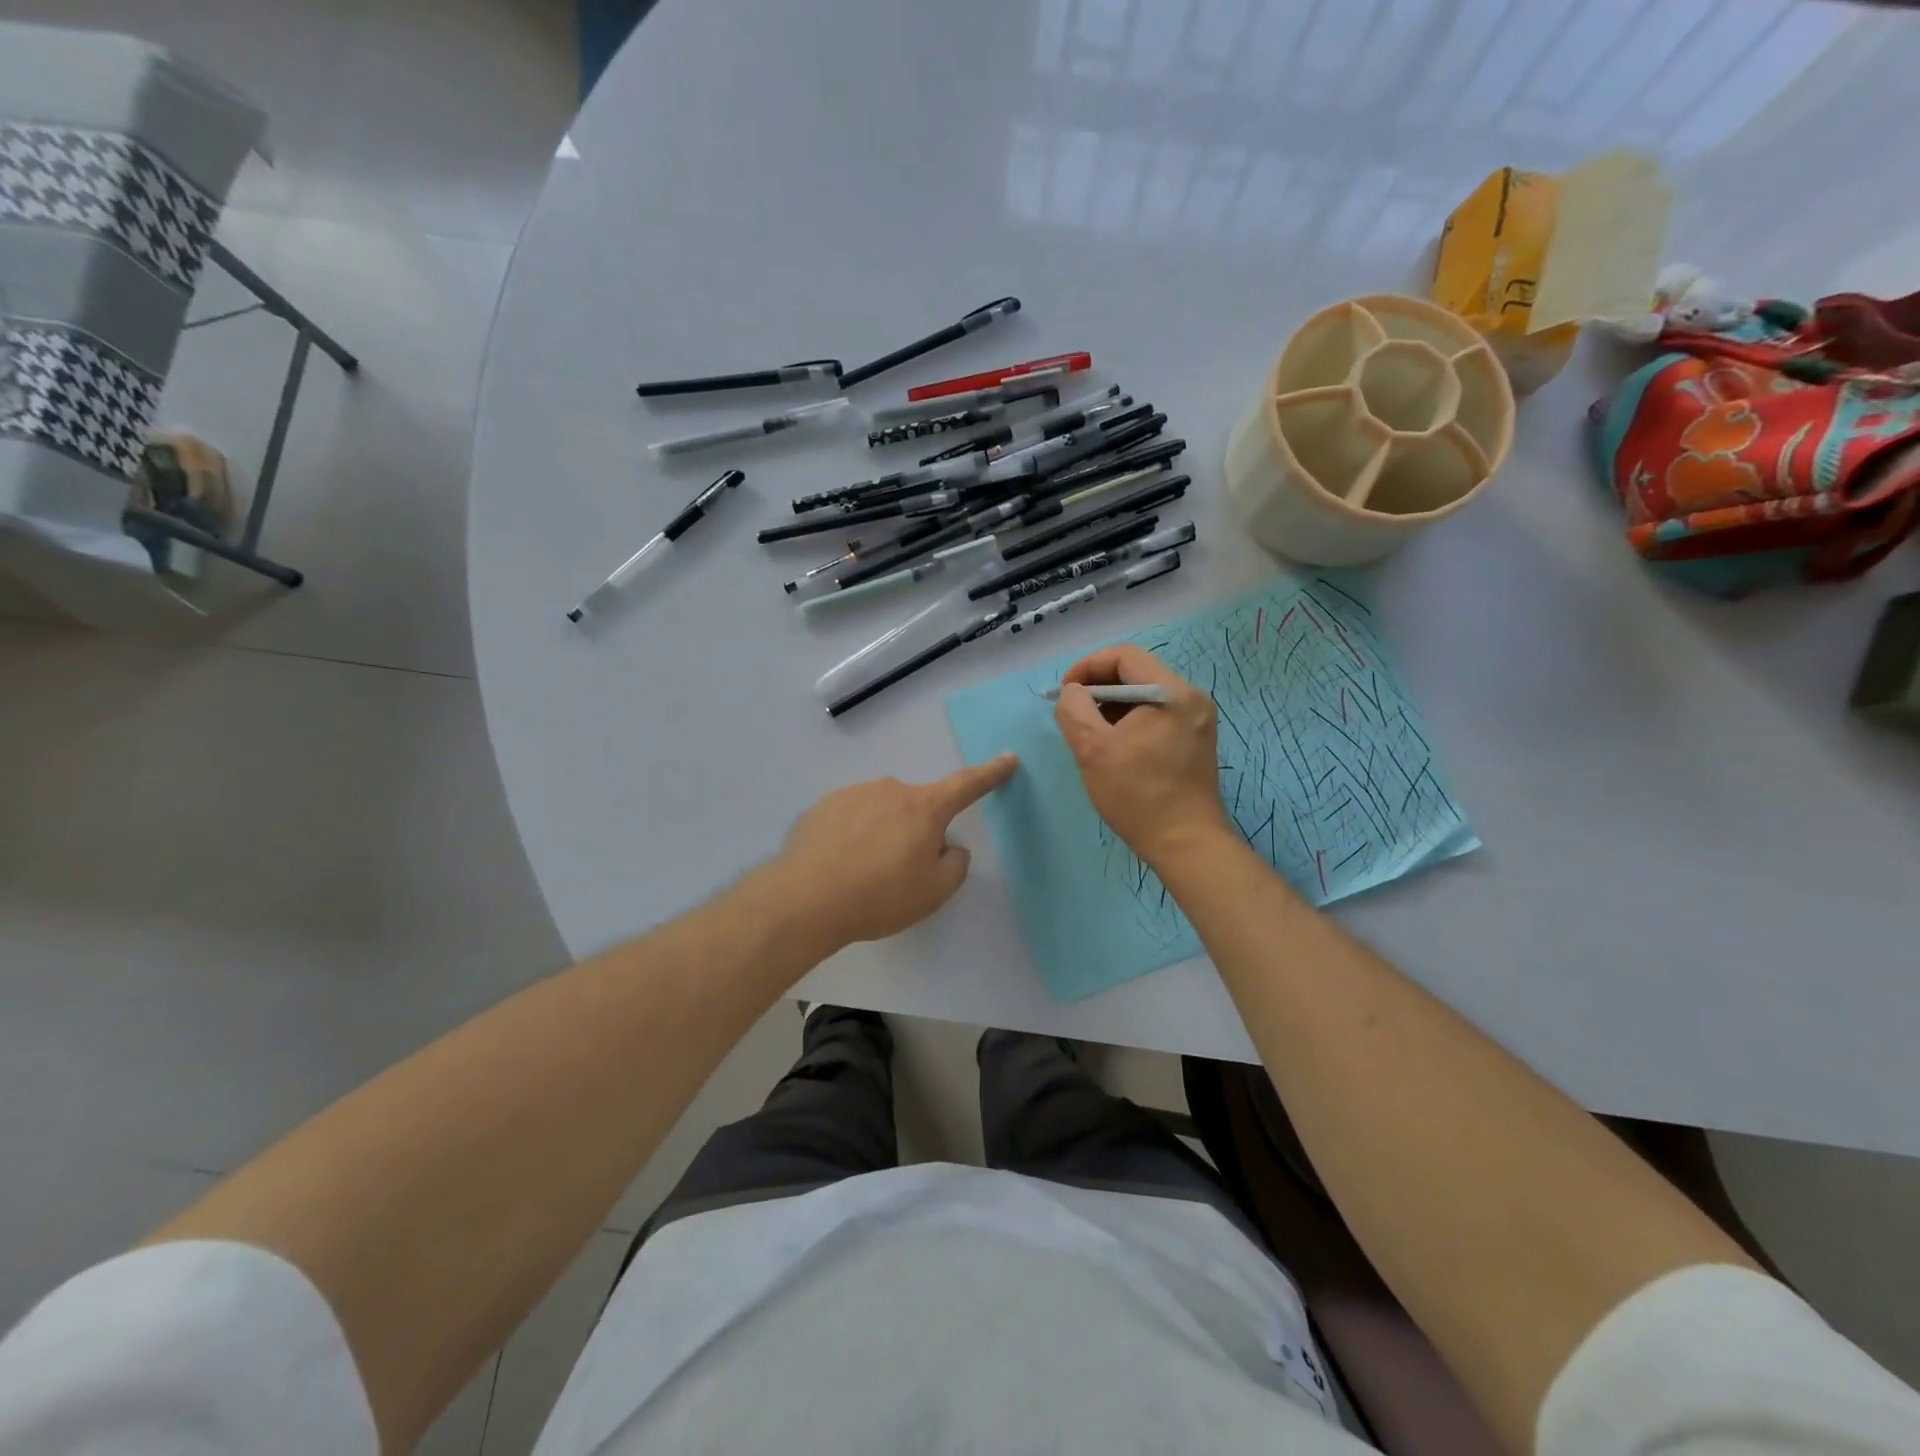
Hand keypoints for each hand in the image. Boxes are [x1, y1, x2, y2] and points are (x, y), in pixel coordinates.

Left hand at [772, 756, 1018, 950]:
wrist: (805, 900)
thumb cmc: (879, 896)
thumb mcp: (933, 892)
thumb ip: (954, 864)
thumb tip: (949, 846)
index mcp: (924, 808)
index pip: (966, 785)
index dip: (990, 773)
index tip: (1008, 758)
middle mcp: (890, 790)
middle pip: (916, 807)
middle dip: (915, 831)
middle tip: (899, 871)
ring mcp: (853, 793)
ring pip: (880, 811)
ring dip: (880, 833)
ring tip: (861, 873)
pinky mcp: (822, 806)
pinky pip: (849, 817)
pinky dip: (851, 836)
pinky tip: (837, 865)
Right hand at [1054, 644, 1228, 868]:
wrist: (1186, 844)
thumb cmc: (1138, 795)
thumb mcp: (1092, 749)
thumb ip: (1074, 709)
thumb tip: (1072, 692)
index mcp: (1171, 693)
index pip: (1124, 655)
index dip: (1087, 667)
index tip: (1065, 693)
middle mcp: (1191, 698)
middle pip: (1136, 672)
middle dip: (1098, 687)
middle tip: (1074, 714)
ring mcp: (1197, 720)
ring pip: (1145, 695)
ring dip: (1112, 705)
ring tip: (1091, 733)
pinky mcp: (1195, 740)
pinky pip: (1156, 714)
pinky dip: (1130, 721)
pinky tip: (1115, 746)